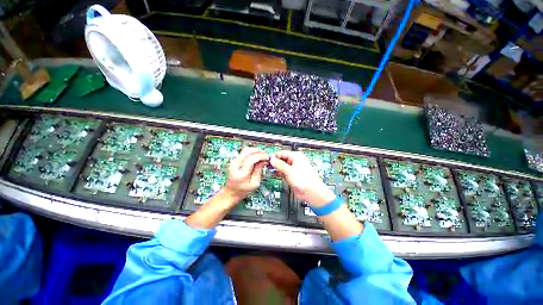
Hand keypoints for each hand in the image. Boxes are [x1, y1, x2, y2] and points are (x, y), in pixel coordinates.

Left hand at [223, 147, 267, 203]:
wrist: (230, 192)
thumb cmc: (243, 190)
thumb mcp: (254, 183)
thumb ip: (259, 171)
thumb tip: (263, 161)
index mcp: (241, 173)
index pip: (251, 159)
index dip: (260, 156)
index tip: (267, 157)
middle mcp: (235, 165)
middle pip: (247, 151)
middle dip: (258, 151)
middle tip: (265, 154)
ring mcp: (233, 162)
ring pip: (245, 150)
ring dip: (255, 151)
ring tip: (262, 155)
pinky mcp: (234, 161)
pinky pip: (244, 153)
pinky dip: (251, 153)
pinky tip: (257, 157)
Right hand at [270, 151, 334, 206]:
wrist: (311, 191)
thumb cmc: (304, 179)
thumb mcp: (289, 170)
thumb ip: (279, 164)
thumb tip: (272, 160)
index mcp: (296, 156)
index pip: (283, 153)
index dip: (275, 156)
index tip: (268, 159)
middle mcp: (295, 161)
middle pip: (282, 159)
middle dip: (274, 162)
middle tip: (267, 164)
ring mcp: (293, 169)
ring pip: (282, 166)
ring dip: (275, 168)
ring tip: (268, 169)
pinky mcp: (292, 176)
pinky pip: (283, 172)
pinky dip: (278, 173)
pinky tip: (272, 174)